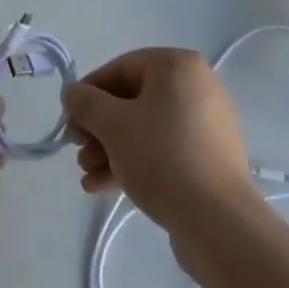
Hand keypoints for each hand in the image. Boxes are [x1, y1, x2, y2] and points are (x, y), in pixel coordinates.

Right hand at [62, 49, 256, 235]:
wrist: (219, 222)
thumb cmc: (163, 157)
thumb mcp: (114, 126)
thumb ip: (86, 103)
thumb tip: (72, 92)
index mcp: (178, 66)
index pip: (121, 68)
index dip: (89, 92)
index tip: (69, 120)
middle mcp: (196, 86)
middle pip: (133, 100)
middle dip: (100, 128)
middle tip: (78, 151)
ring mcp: (205, 123)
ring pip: (146, 128)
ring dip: (111, 148)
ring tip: (87, 175)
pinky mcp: (208, 157)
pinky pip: (164, 149)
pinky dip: (135, 161)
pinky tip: (103, 186)